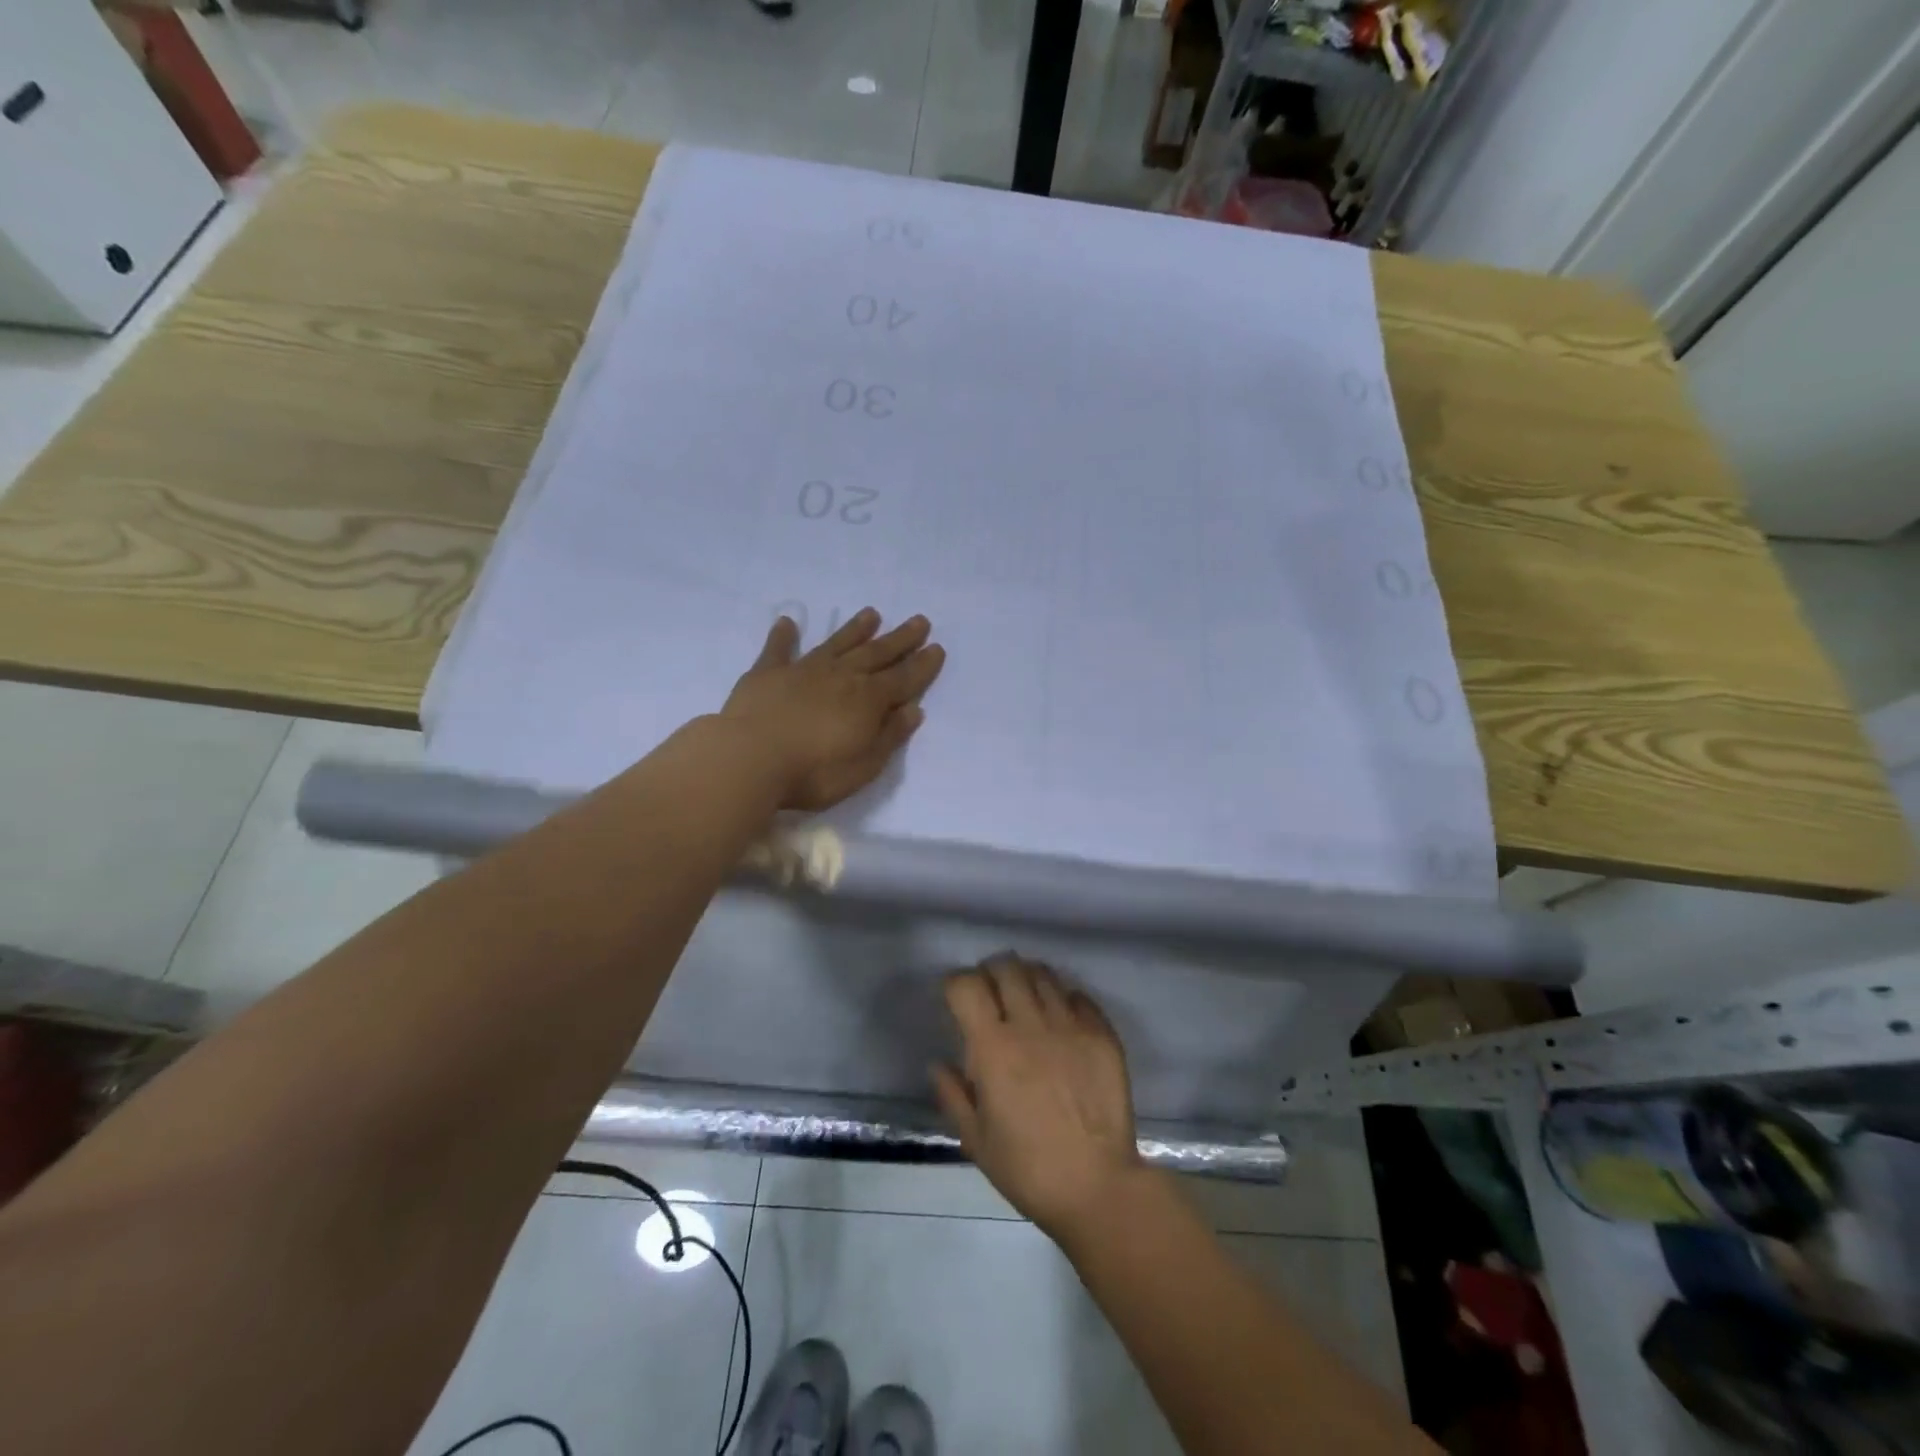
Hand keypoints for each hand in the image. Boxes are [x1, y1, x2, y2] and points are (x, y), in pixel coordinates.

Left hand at [720, 608, 944, 811]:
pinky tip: (787, 622)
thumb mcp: (864, 766)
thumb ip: (889, 736)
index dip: (922, 665)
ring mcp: (803, 671)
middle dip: (900, 639)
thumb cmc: (813, 773)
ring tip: (872, 613)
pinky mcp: (767, 673)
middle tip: (919, 621)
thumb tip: (913, 709)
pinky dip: (784, 636)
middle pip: (877, 654)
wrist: (749, 760)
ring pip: (837, 644)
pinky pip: (778, 649)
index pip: (903, 679)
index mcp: (868, 700)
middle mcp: (841, 677)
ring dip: (856, 629)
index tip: (937, 648)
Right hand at [932, 956, 1146, 1240]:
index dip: (956, 984)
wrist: (1097, 1187)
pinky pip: (1078, 996)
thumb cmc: (1028, 1169)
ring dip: (1027, 979)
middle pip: (1006, 967)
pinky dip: (1063, 998)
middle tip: (990, 993)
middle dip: (991, 972)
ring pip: (1043, 974)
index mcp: (994, 1048)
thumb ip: (953, 1095)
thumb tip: (939, 1064)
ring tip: (1024, 999)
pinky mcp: (1102, 1034)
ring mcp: (1070, 1025)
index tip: (956, 999)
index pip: (967, 985)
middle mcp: (1031, 1025)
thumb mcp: (976, 1141)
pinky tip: (1060, 1018)